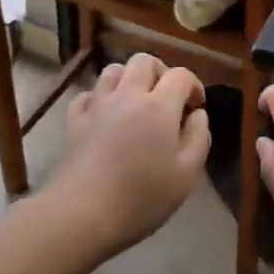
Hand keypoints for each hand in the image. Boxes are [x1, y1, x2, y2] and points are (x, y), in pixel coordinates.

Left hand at [50, 52, 210, 255]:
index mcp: (159, 105)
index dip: (194, 85)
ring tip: (136, 101)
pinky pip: (88, 94)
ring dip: (129, 78)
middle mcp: (128, 94)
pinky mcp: (75, 119)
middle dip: (160, 72)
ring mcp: (98, 104)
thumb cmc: (142, 197)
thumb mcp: (186, 175)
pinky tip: (105, 115)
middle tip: (167, 98)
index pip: (181, 75)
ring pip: (113, 70)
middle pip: (144, 61)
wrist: (83, 212)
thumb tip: (198, 114)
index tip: (196, 107)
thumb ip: (199, 138)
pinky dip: (100, 97)